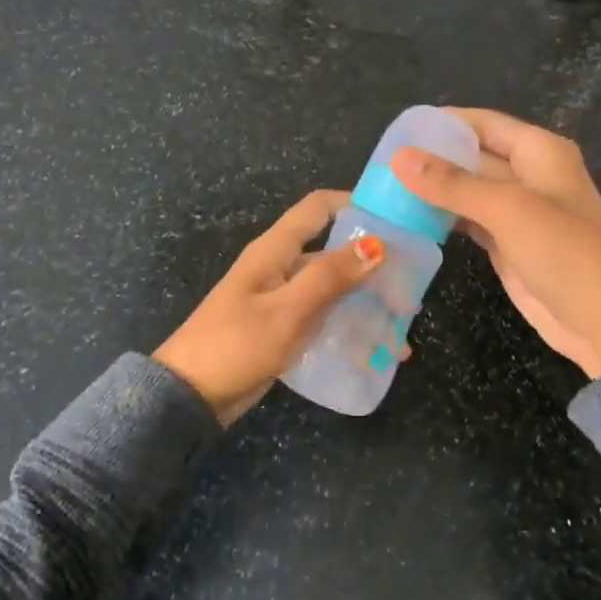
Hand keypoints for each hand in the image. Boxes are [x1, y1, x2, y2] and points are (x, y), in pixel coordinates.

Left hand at [155, 190, 387, 425]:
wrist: (190, 395)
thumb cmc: (236, 345)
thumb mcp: (287, 311)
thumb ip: (330, 278)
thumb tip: (376, 245)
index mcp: (275, 250)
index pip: (319, 208)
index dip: (355, 203)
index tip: (396, 218)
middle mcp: (281, 267)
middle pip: (334, 252)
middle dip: (372, 266)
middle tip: (410, 289)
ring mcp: (282, 298)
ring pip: (333, 288)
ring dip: (366, 302)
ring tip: (400, 328)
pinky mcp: (283, 327)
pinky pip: (324, 317)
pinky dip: (350, 327)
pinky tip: (376, 351)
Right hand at [391, 109, 600, 378]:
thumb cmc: (565, 254)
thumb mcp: (508, 211)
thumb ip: (452, 183)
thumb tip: (400, 157)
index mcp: (539, 151)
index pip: (481, 123)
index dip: (441, 124)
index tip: (395, 132)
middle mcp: (528, 174)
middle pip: (471, 156)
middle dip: (430, 159)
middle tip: (378, 167)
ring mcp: (516, 210)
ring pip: (465, 190)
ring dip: (432, 190)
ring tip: (383, 190)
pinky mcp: (505, 242)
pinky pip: (467, 220)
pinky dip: (441, 218)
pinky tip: (407, 218)